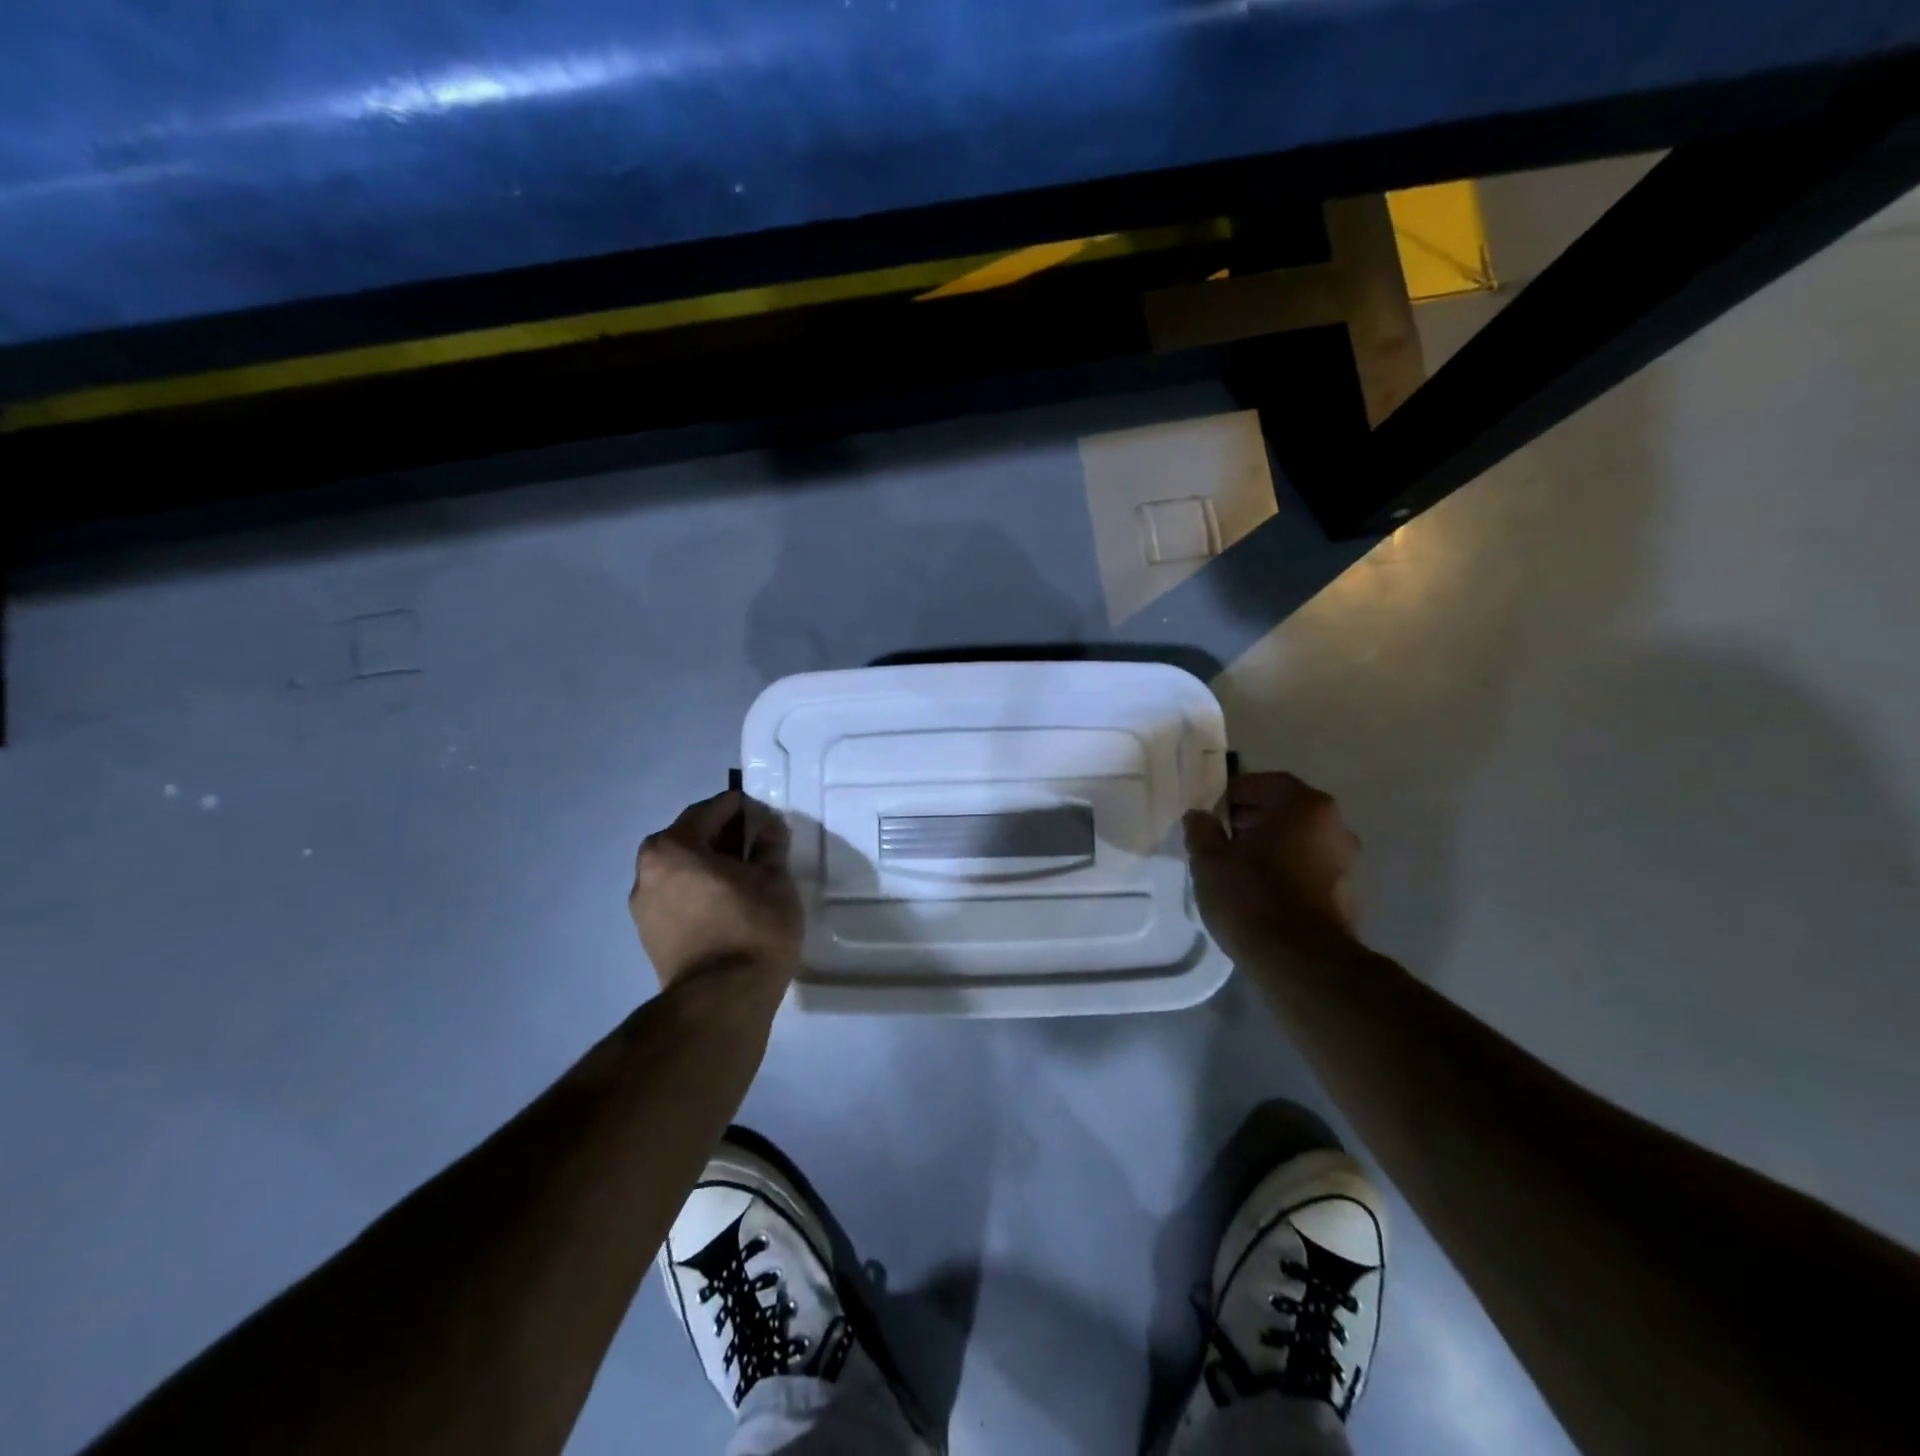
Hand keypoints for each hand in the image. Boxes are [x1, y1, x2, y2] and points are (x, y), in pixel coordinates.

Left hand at [630, 790, 803, 990]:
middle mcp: (647, 871)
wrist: (722, 1001)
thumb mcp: (775, 880)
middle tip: (756, 842)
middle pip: (689, 838)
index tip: (762, 812)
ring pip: (681, 870)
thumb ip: (769, 845)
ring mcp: (643, 906)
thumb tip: (767, 827)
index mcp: (673, 848)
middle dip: (722, 836)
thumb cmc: (751, 928)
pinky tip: (728, 902)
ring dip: (709, 865)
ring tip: (744, 875)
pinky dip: (699, 890)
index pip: (709, 811)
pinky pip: (677, 896)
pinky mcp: (649, 936)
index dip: (739, 807)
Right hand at [1183, 772, 1361, 963]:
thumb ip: (1202, 830)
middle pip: (1286, 811)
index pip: (1266, 783)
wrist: (1300, 963)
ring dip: (1270, 848)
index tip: (1210, 810)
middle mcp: (1335, 827)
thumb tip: (1199, 816)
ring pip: (1298, 842)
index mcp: (1305, 807)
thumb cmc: (1252, 896)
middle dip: (1252, 820)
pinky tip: (1259, 893)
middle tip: (1220, 837)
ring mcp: (1346, 864)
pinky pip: (1308, 871)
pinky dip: (1285, 873)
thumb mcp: (1209, 859)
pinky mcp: (1347, 897)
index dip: (1234, 793)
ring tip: (1236, 867)